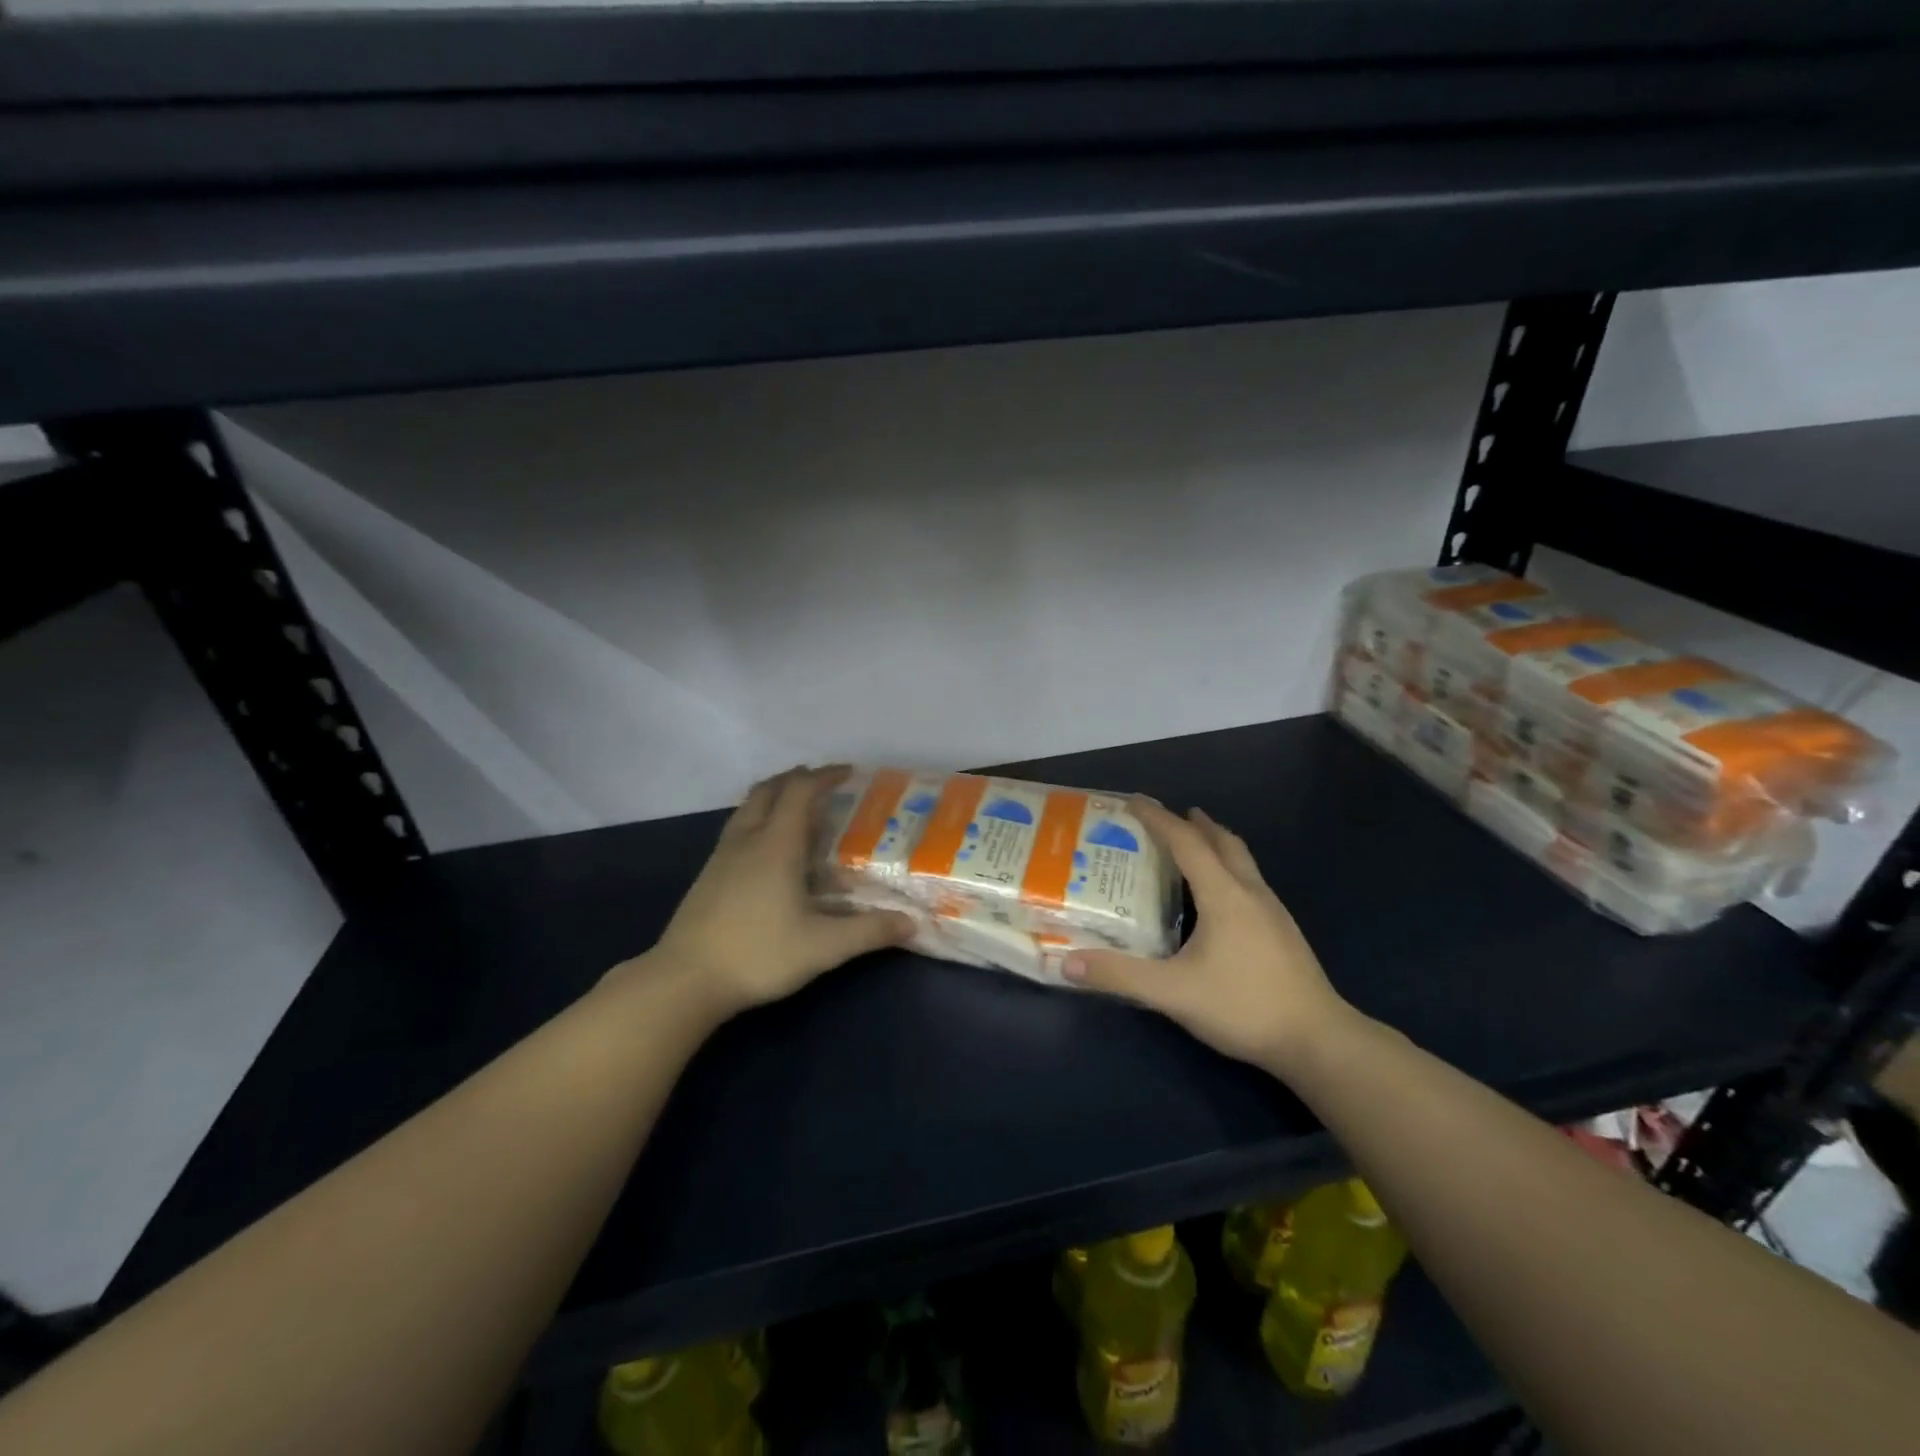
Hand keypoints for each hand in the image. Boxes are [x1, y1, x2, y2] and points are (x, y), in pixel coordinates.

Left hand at [636, 766, 914, 1017]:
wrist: (684, 981)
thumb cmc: (758, 954)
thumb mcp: (823, 947)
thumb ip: (869, 932)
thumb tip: (911, 923)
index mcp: (776, 845)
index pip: (800, 791)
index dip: (825, 776)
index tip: (849, 774)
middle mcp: (747, 840)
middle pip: (768, 790)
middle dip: (796, 779)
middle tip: (823, 786)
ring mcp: (722, 857)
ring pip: (748, 808)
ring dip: (774, 798)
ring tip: (799, 813)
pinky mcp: (708, 876)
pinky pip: (738, 830)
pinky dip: (759, 822)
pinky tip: (770, 854)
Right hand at [1062, 799, 1355, 1074]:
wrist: (1319, 1041)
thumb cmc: (1244, 1007)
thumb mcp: (1173, 993)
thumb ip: (1120, 976)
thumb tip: (1066, 962)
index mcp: (1223, 895)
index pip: (1186, 842)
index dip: (1158, 818)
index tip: (1133, 800)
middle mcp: (1250, 892)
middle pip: (1223, 842)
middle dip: (1195, 823)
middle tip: (1169, 816)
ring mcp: (1273, 912)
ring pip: (1242, 861)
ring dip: (1216, 844)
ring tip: (1194, 846)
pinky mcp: (1284, 933)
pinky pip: (1250, 882)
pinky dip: (1229, 870)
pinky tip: (1220, 899)